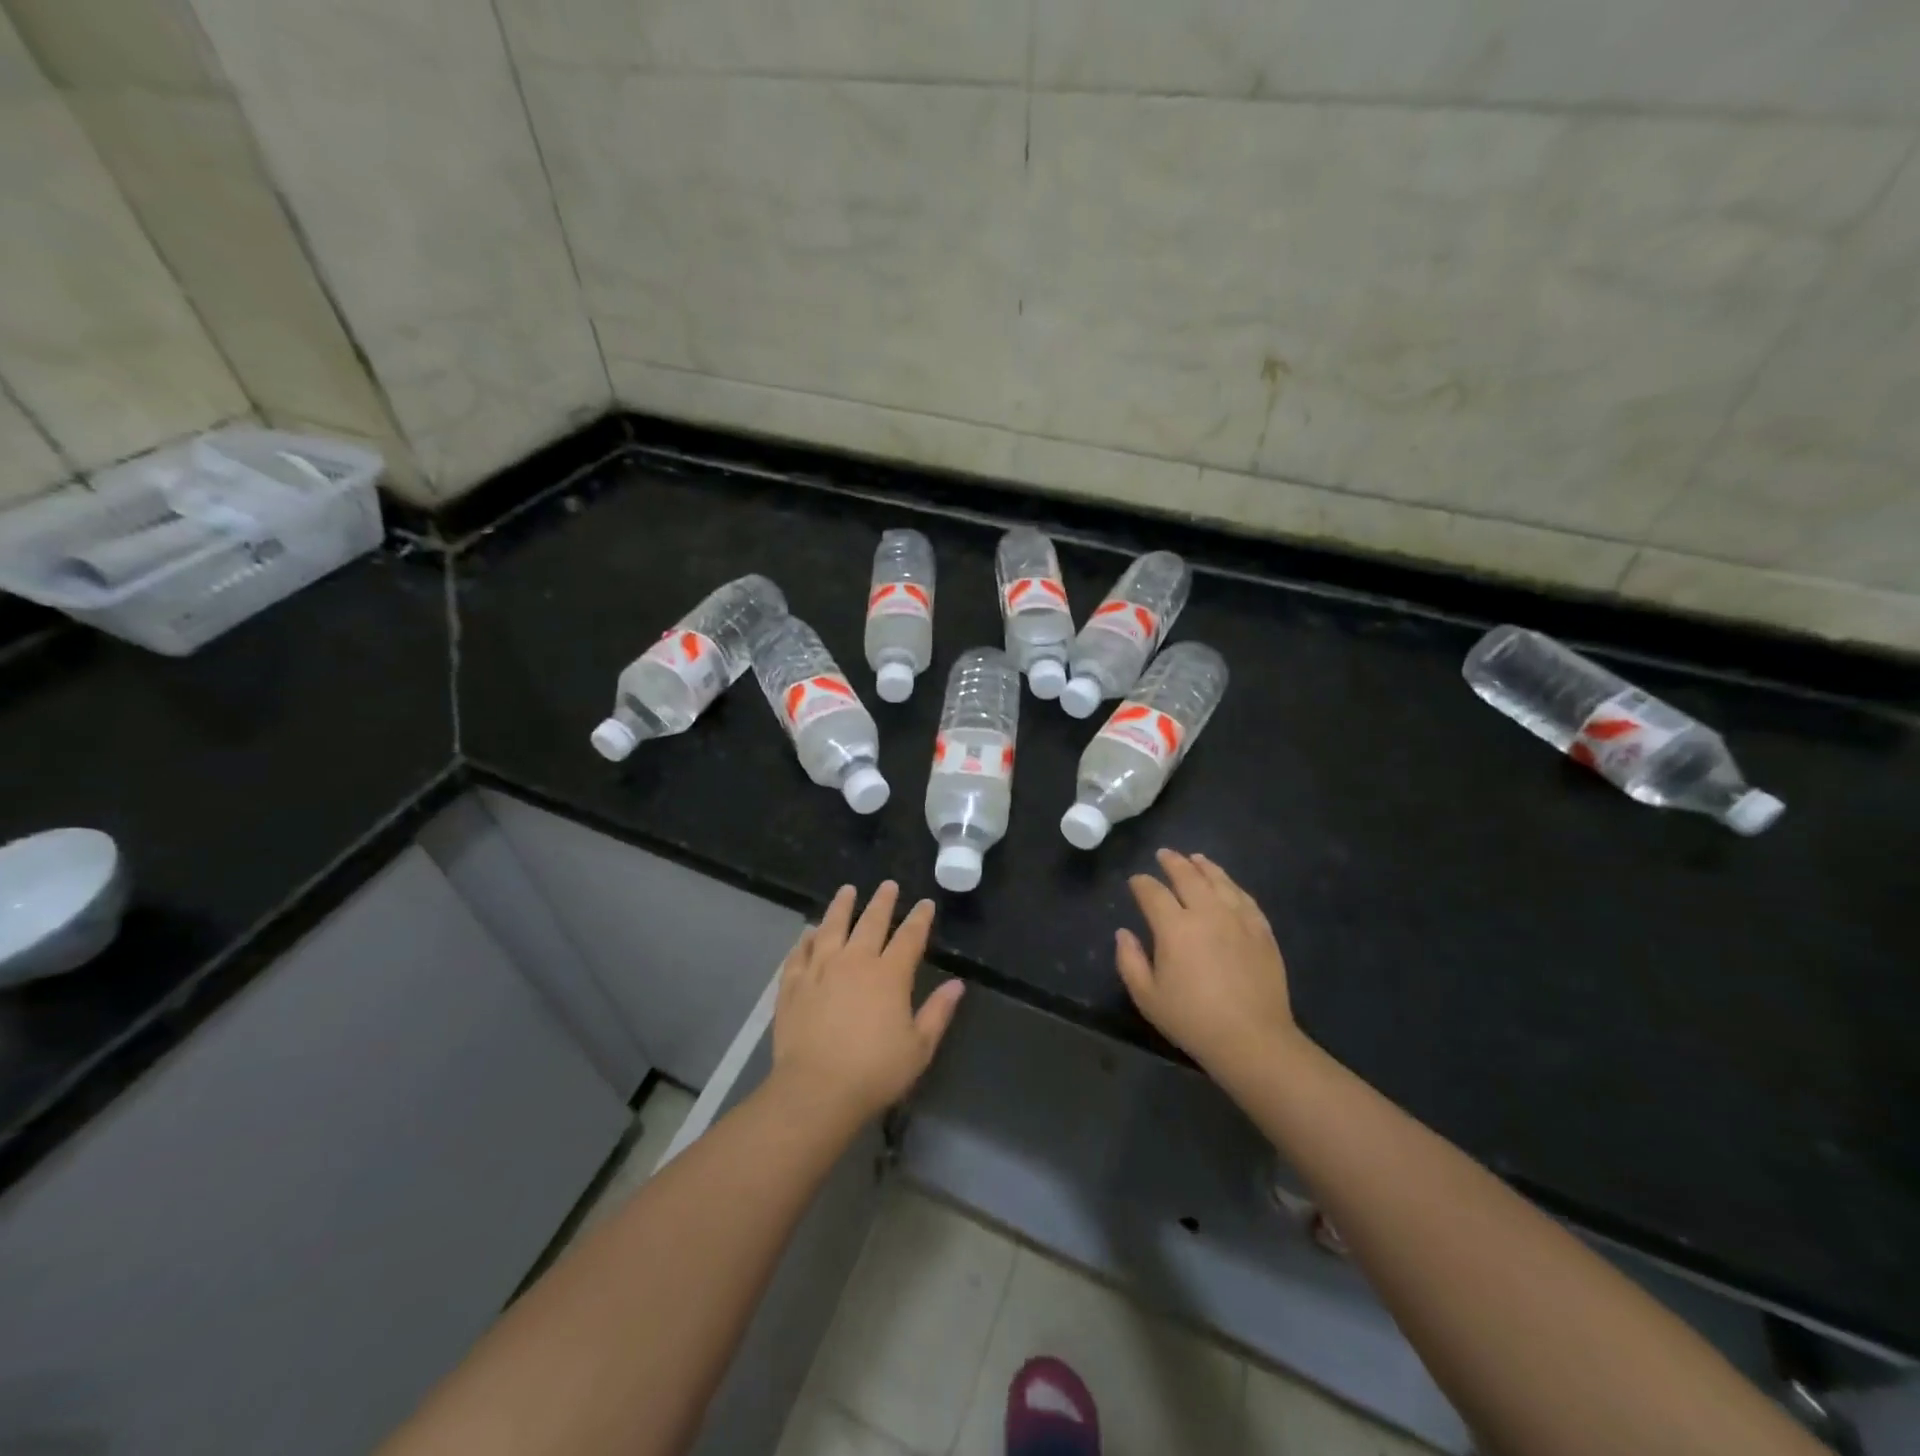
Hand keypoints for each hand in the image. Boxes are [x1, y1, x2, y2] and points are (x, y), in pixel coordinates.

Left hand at [772, 881, 964, 1124]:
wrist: (815, 1090)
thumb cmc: (874, 1072)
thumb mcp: (919, 1048)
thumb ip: (938, 1012)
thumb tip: (957, 985)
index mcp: (889, 975)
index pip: (909, 937)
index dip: (919, 918)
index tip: (925, 903)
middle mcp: (855, 962)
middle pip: (870, 922)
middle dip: (882, 901)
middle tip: (888, 885)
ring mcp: (820, 970)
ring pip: (832, 927)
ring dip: (841, 906)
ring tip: (846, 890)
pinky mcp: (793, 985)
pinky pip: (799, 953)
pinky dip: (805, 940)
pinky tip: (808, 933)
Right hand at [1115, 850, 1299, 1075]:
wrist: (1253, 1039)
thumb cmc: (1193, 1020)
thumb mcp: (1147, 997)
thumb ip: (1129, 961)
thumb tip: (1123, 933)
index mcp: (1174, 927)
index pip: (1153, 893)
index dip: (1141, 883)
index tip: (1135, 881)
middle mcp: (1207, 913)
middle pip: (1188, 876)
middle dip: (1173, 863)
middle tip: (1164, 854)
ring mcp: (1238, 919)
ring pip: (1219, 881)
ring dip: (1204, 866)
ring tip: (1196, 858)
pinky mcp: (1262, 931)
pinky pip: (1245, 898)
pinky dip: (1232, 886)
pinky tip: (1228, 885)